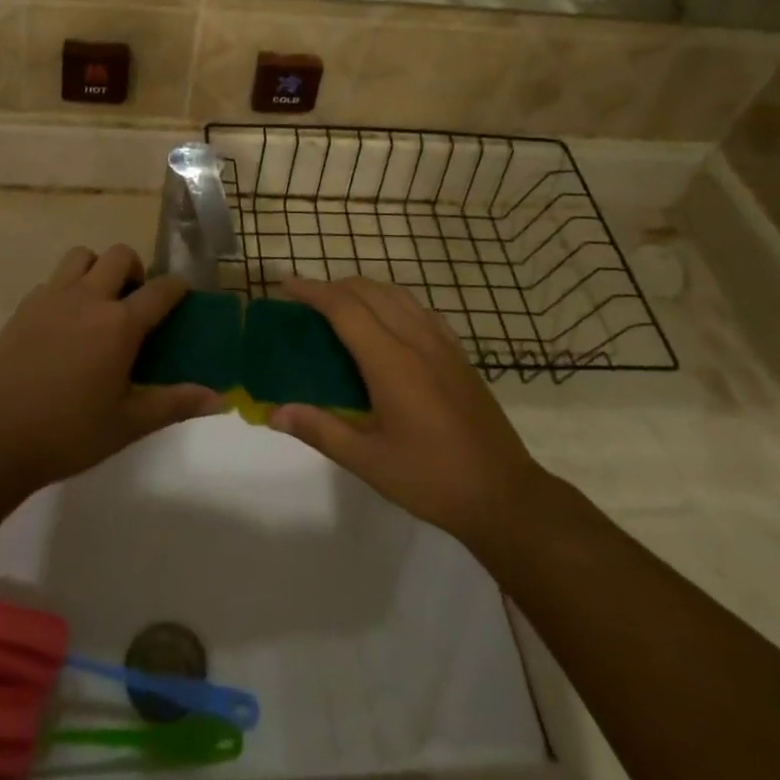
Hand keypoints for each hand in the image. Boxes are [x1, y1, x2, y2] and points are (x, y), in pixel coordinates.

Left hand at [0, 246, 221, 489]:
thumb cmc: (69, 434)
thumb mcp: (128, 424)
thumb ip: (174, 404)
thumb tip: (219, 398)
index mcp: (119, 325)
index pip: (160, 289)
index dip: (177, 288)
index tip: (182, 296)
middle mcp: (88, 298)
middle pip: (120, 255)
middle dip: (135, 270)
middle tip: (134, 301)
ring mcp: (52, 298)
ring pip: (82, 256)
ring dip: (97, 269)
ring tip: (98, 302)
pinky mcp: (24, 307)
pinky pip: (52, 280)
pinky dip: (66, 288)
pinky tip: (64, 323)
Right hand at [268, 278, 545, 548]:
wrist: (503, 494)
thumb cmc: (430, 479)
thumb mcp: (368, 461)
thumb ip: (320, 430)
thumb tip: (276, 412)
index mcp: (390, 361)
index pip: (344, 308)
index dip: (313, 291)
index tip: (287, 285)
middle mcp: (416, 340)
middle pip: (369, 291)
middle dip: (334, 286)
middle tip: (306, 300)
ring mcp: (442, 344)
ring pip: (397, 294)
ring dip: (364, 289)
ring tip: (340, 305)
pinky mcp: (458, 354)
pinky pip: (420, 309)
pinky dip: (393, 301)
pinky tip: (387, 321)